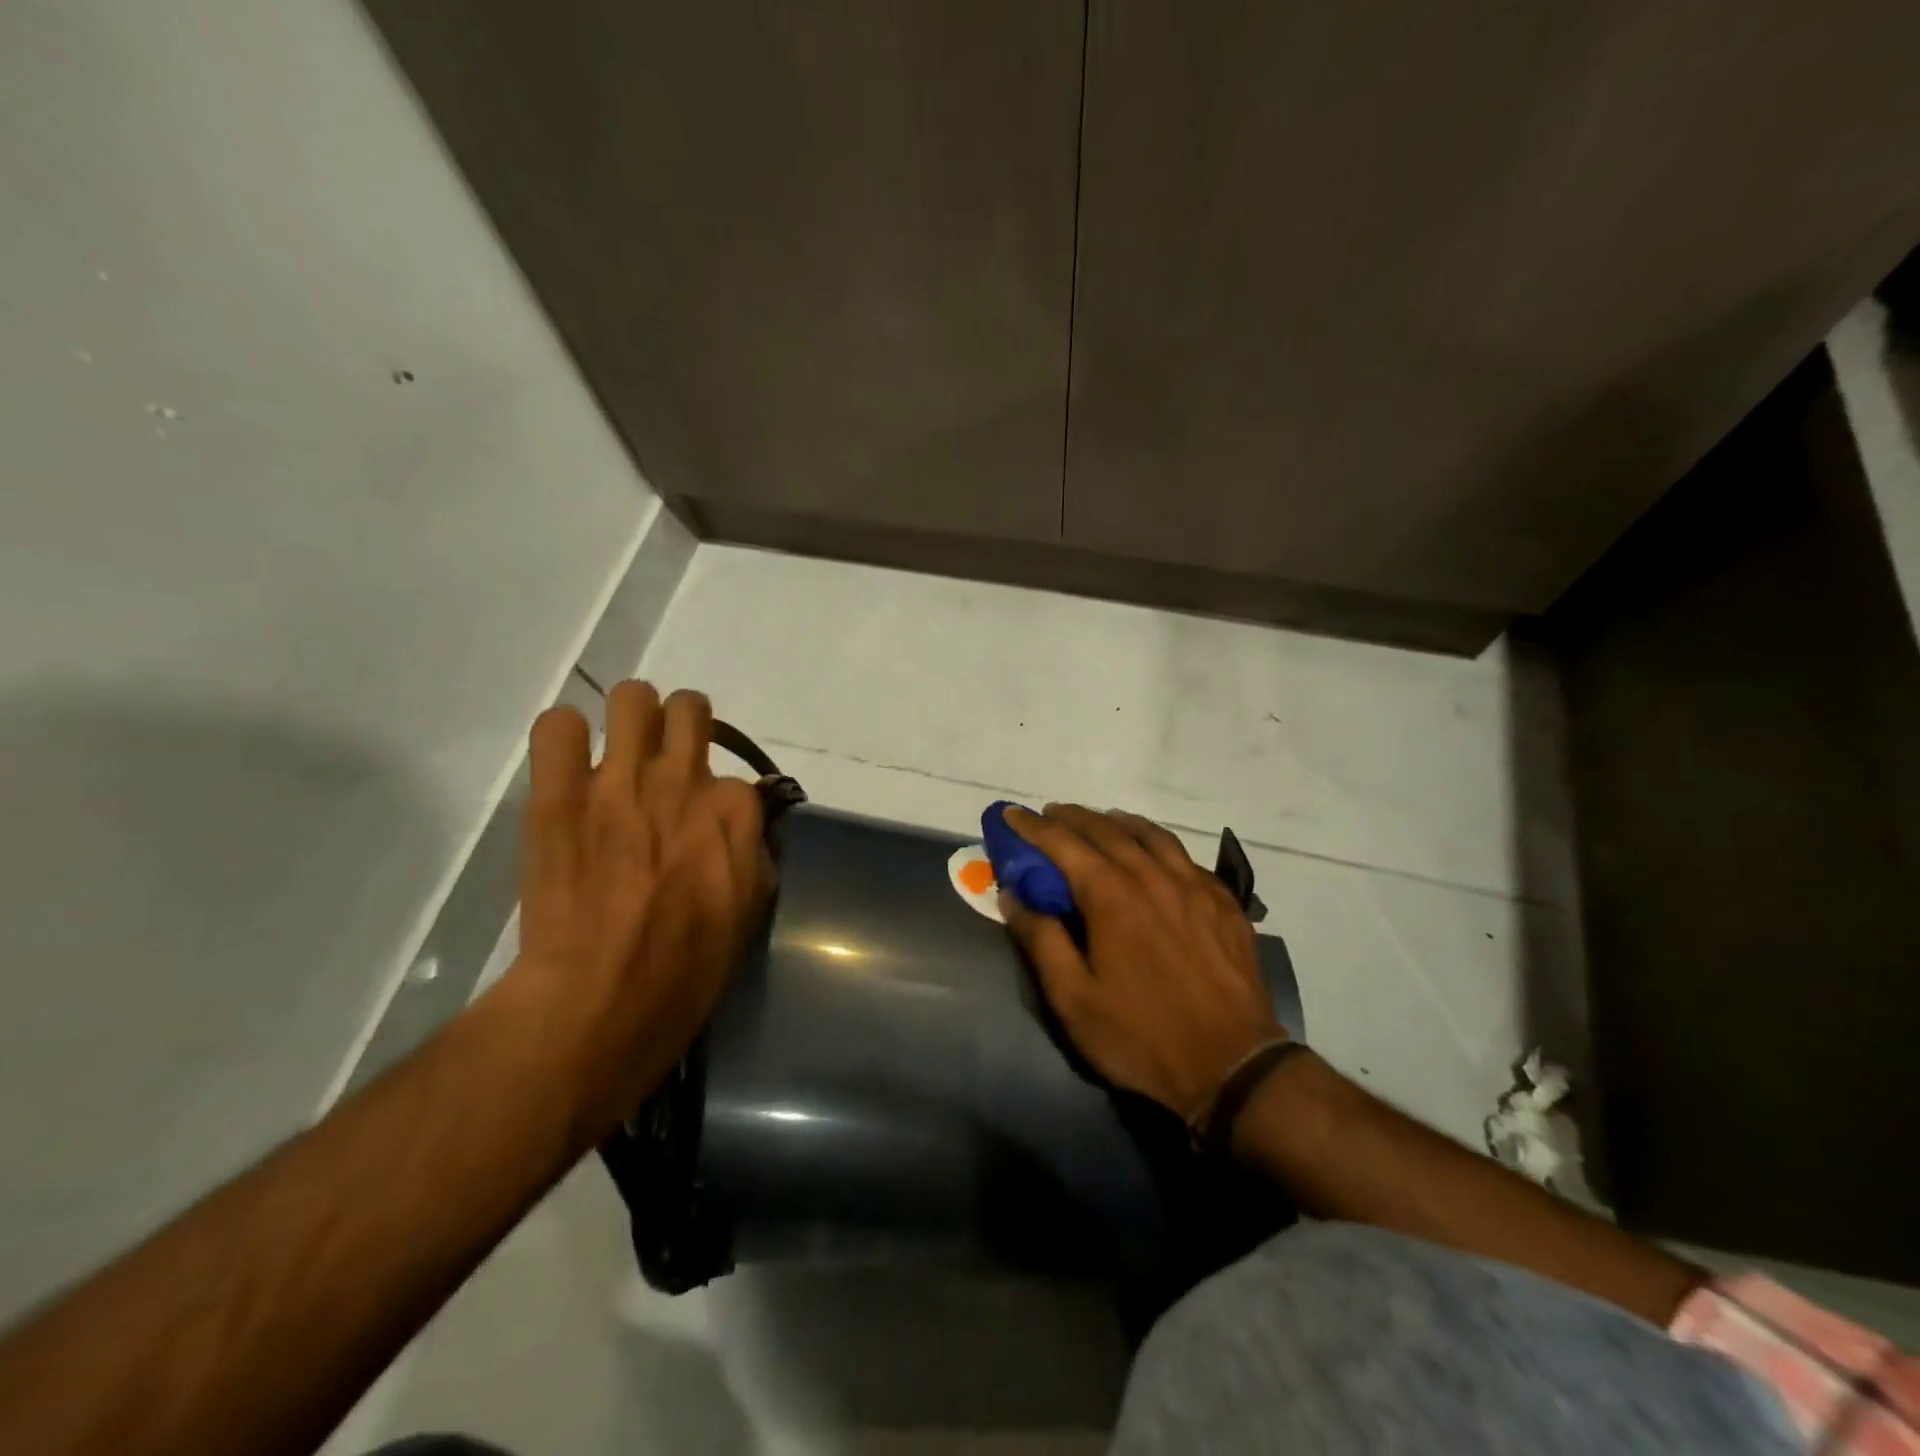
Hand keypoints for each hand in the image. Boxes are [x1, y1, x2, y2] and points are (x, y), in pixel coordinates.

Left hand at [507, 682, 771, 1142]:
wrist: (600, 1000)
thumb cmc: (686, 968)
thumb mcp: (750, 909)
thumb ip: (751, 852)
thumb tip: (741, 829)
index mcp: (734, 810)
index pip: (735, 774)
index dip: (717, 799)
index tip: (702, 825)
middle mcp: (683, 780)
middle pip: (689, 707)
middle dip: (681, 727)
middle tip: (664, 762)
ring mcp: (619, 780)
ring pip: (631, 697)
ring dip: (629, 719)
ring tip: (617, 755)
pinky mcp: (559, 793)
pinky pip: (558, 726)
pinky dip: (564, 739)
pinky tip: (567, 767)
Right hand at [1000, 805, 1279, 1120]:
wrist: (1233, 1067)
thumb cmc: (1142, 1036)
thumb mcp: (1073, 999)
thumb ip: (1041, 940)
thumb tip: (1013, 896)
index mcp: (1112, 895)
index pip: (1063, 844)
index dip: (1033, 826)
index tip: (1011, 813)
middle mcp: (1153, 876)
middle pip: (1107, 830)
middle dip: (1073, 817)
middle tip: (1050, 814)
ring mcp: (1195, 886)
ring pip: (1152, 835)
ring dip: (1118, 822)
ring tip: (1102, 821)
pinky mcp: (1224, 903)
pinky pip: (1186, 857)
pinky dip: (1159, 844)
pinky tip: (1157, 855)